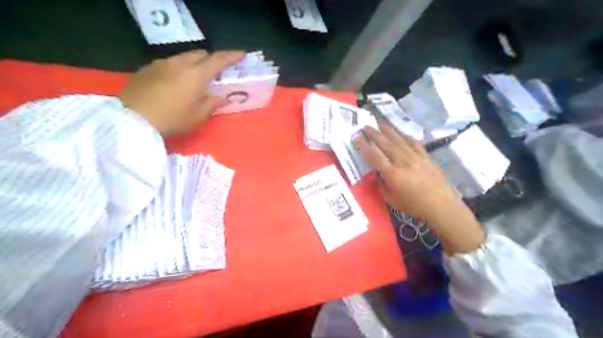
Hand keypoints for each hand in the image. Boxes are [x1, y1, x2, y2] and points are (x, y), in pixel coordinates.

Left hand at [118, 49, 243, 133]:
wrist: (132, 119)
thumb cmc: (173, 119)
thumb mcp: (198, 116)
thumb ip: (213, 104)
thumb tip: (222, 98)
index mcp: (196, 75)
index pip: (219, 60)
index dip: (232, 56)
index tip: (242, 54)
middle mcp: (180, 63)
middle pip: (200, 54)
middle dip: (211, 60)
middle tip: (215, 72)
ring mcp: (161, 64)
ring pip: (183, 57)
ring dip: (194, 63)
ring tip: (194, 78)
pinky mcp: (147, 69)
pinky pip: (168, 63)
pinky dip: (178, 68)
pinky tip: (174, 82)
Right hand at [357, 122, 483, 252]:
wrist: (441, 205)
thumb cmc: (414, 206)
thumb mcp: (392, 200)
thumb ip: (382, 187)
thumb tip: (378, 176)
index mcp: (392, 174)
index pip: (374, 156)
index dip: (364, 146)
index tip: (357, 138)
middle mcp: (403, 162)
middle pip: (386, 144)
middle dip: (374, 134)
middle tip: (365, 126)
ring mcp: (416, 157)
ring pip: (399, 140)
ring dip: (388, 131)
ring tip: (380, 123)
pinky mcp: (426, 157)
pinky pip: (415, 144)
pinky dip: (407, 138)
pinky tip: (403, 134)